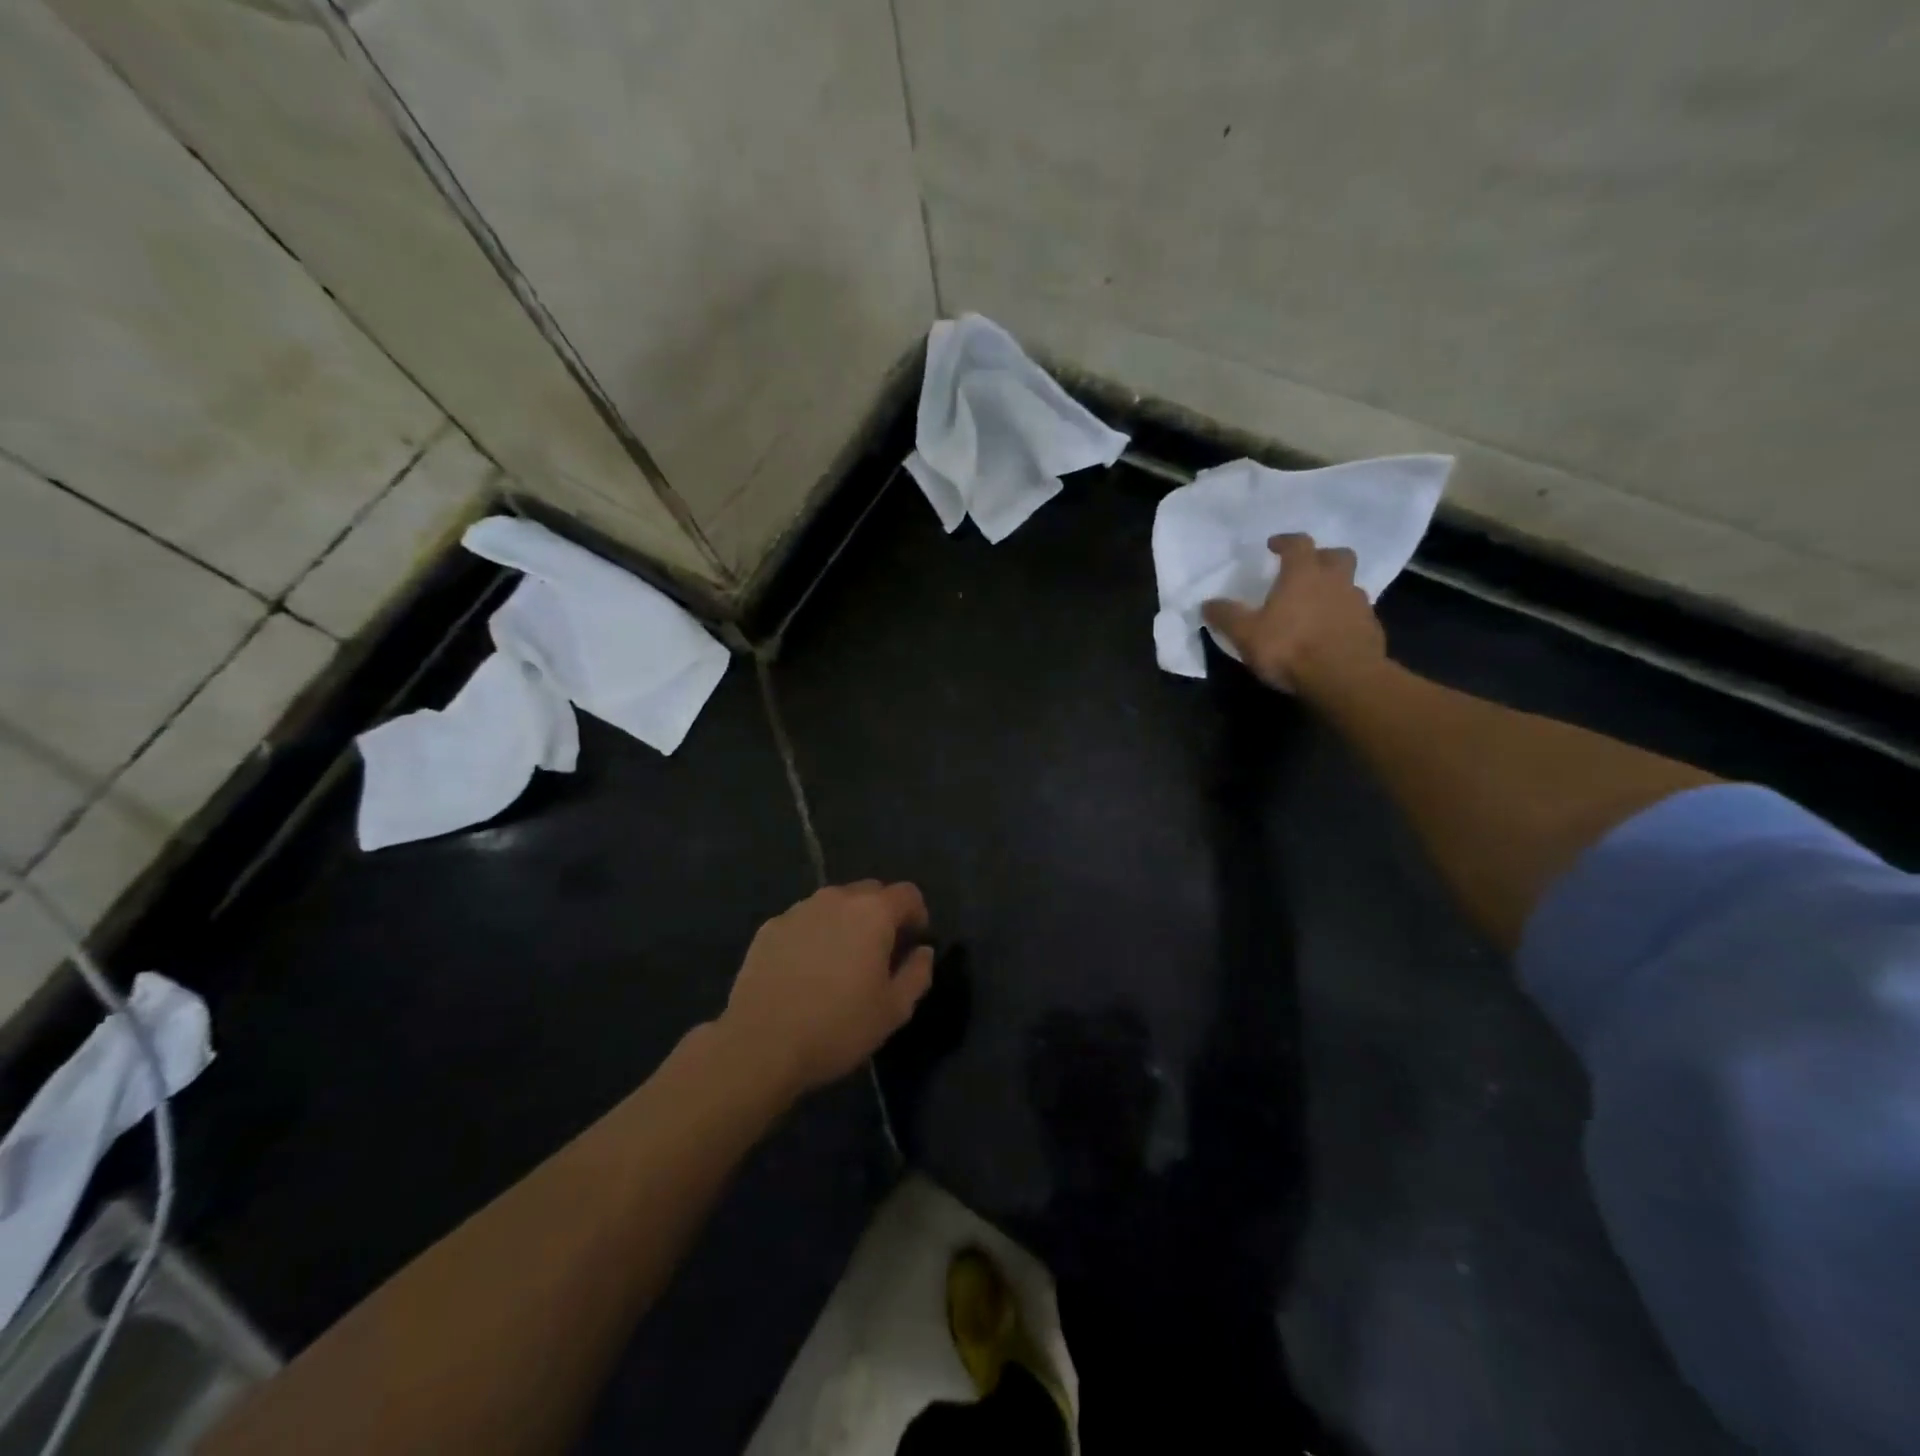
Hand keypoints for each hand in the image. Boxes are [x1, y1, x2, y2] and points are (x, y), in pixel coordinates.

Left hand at [717, 881, 934, 1098]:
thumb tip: (922, 952)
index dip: (917, 916)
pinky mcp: (770, 927)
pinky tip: (805, 971)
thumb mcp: (894, 1010)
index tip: (913, 944)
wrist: (760, 1044)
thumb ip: (917, 974)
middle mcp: (836, 899)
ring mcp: (799, 910)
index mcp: (873, 913)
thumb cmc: (837, 1027)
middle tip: (879, 954)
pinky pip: (804, 921)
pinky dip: (814, 935)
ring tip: (840, 963)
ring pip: (834, 904)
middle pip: (870, 892)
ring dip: (846, 923)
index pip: (908, 894)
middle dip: (882, 915)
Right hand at [1201, 533, 1386, 694]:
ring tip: (1317, 605)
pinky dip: (1344, 616)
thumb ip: (1226, 616)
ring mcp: (1358, 603)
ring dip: (1335, 588)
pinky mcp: (1371, 628)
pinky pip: (1357, 613)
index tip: (1274, 545)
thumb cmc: (1290, 648)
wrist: (1344, 678)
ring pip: (1349, 584)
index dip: (1285, 542)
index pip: (1298, 544)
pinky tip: (1331, 632)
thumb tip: (1206, 604)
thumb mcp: (1245, 634)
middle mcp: (1335, 580)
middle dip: (1321, 557)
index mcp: (1303, 574)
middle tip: (1307, 569)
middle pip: (1336, 555)